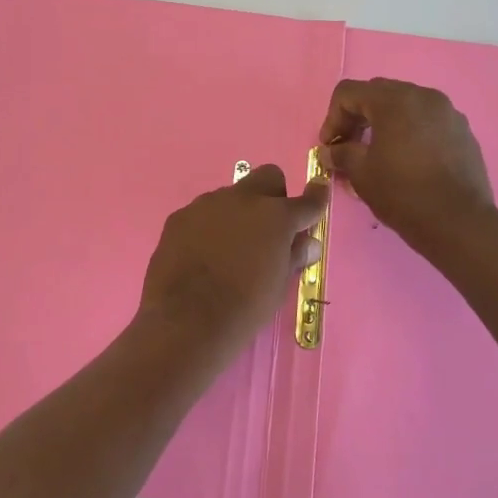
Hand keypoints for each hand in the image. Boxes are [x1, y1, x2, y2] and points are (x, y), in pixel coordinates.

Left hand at [138, 165, 327, 357]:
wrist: (186, 320)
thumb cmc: (244, 308)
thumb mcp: (278, 285)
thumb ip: (293, 256)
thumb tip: (308, 242)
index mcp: (276, 217)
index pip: (306, 200)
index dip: (316, 197)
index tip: (318, 190)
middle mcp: (243, 200)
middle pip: (267, 177)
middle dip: (274, 195)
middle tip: (269, 228)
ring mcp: (207, 204)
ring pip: (231, 195)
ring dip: (238, 213)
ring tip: (229, 248)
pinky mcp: (180, 216)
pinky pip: (202, 213)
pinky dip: (208, 226)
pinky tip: (202, 254)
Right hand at [317, 78, 496, 263]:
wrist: (458, 222)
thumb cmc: (402, 193)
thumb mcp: (361, 174)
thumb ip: (341, 154)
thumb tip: (329, 151)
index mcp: (394, 101)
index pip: (349, 92)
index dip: (332, 118)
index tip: (330, 146)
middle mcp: (423, 96)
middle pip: (378, 94)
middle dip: (357, 116)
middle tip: (349, 146)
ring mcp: (448, 112)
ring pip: (405, 106)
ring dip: (384, 123)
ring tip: (378, 153)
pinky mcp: (463, 132)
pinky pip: (427, 121)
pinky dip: (410, 132)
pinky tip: (407, 161)